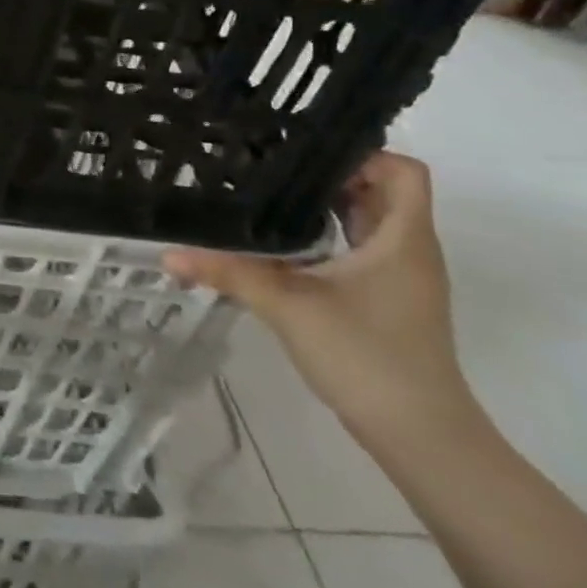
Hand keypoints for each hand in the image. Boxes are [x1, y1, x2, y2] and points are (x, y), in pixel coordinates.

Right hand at [164, 152, 474, 447]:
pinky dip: (325, 236)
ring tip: (266, 194)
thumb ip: (228, 273)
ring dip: (325, 206)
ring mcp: (399, 278)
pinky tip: (281, 243)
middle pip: (379, 192)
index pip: (403, 171)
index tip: (302, 152)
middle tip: (268, 164)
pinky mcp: (385, 300)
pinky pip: (358, 249)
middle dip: (328, 175)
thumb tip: (167, 254)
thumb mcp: (288, 306)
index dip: (361, 153)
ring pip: (367, 222)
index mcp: (402, 238)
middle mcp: (408, 250)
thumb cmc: (366, 356)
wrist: (418, 434)